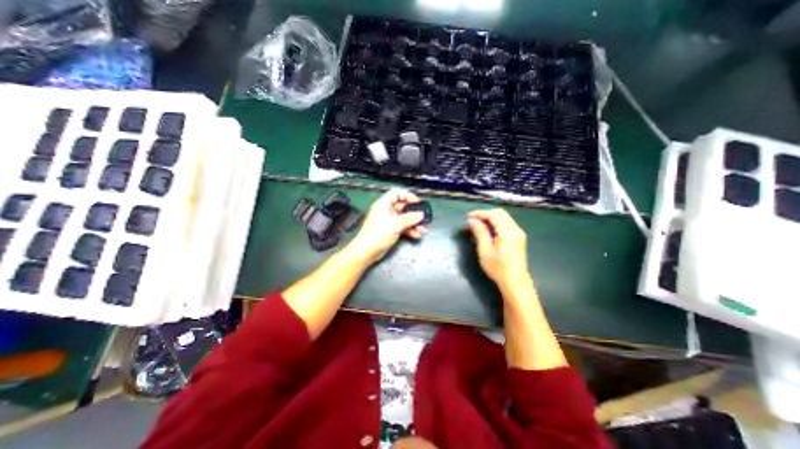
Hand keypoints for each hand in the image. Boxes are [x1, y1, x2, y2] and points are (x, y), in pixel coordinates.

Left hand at [347, 187, 426, 262]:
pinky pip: (403, 227)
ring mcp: (388, 221)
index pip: (396, 194)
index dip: (407, 196)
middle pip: (402, 207)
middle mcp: (386, 211)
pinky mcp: (390, 231)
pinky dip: (410, 230)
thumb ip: (410, 218)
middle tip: (423, 216)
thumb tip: (420, 214)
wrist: (367, 251)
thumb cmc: (377, 234)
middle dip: (414, 212)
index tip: (417, 201)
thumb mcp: (396, 224)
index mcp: (383, 204)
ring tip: (423, 228)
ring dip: (414, 223)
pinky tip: (418, 234)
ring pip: (404, 219)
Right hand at [464, 209, 529, 288]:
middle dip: (485, 214)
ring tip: (478, 225)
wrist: (515, 282)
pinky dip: (496, 223)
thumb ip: (479, 232)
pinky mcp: (518, 238)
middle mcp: (515, 229)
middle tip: (472, 220)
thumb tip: (471, 220)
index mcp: (508, 232)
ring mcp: (518, 233)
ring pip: (504, 217)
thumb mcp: (485, 250)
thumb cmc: (498, 268)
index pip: (493, 215)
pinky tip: (488, 230)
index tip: (468, 217)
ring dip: (490, 218)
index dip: (480, 213)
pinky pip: (506, 223)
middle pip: (500, 213)